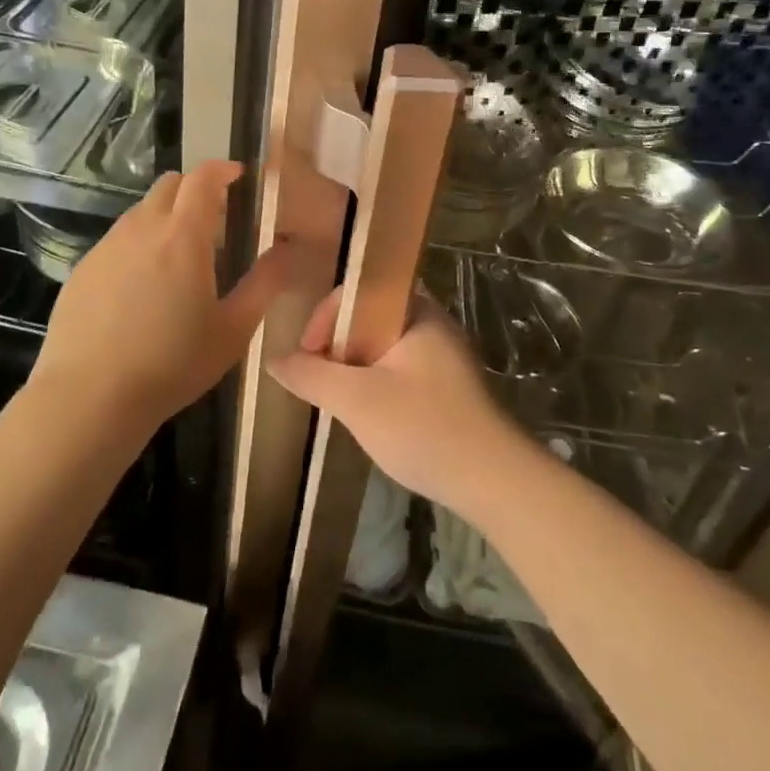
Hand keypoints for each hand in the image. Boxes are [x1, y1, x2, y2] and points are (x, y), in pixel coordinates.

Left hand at [35, 161, 292, 432]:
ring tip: (180, 257)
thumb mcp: (233, 329)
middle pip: (169, 185)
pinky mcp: (83, 269)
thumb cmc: (172, 364)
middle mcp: (142, 228)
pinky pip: (118, 240)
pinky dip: (139, 243)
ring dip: (165, 216)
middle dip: (195, 189)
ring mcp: (106, 247)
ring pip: (141, 211)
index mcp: (183, 235)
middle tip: (215, 220)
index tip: (239, 176)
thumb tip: (287, 249)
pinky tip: (142, 287)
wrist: (89, 398)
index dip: (223, 169)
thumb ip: (265, 283)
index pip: (203, 178)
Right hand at [270, 289, 531, 518]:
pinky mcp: (448, 387)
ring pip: (383, 347)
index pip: (360, 289)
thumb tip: (274, 360)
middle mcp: (433, 323)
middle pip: (370, 317)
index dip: (326, 315)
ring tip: (338, 399)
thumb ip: (311, 376)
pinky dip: (376, 384)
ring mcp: (444, 356)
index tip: (308, 354)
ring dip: (355, 367)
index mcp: (417, 311)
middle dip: (338, 344)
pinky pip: (400, 370)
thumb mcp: (357, 401)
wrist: (495, 481)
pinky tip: (369, 416)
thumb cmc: (424, 427)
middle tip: (319, 378)